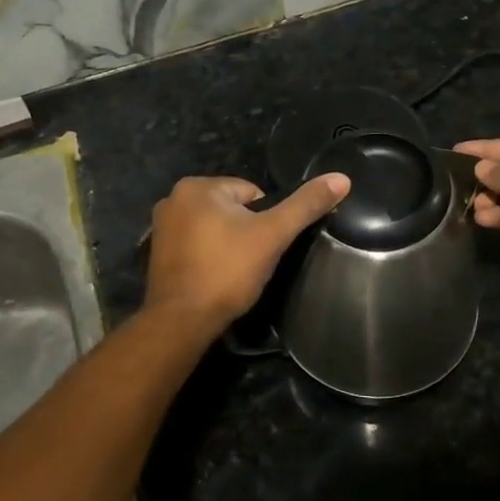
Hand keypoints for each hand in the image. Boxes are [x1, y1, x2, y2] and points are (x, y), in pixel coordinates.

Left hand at [143, 174, 350, 337]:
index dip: (265, 221)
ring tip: (233, 273)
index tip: (263, 247)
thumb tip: (341, 178)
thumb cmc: (227, 271)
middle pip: (231, 209)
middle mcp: (173, 198)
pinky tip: (214, 278)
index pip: (251, 194)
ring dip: (227, 245)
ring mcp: (161, 226)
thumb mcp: (273, 235)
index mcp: (197, 186)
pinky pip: (196, 245)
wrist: (181, 322)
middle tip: (250, 262)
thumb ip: (305, 205)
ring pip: (214, 228)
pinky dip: (208, 257)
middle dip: (244, 232)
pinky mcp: (157, 253)